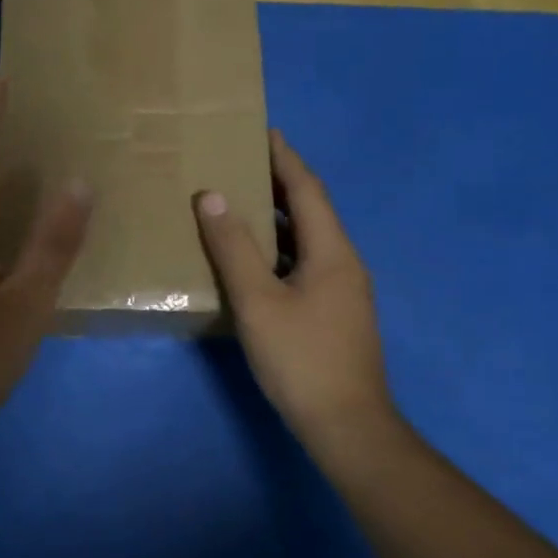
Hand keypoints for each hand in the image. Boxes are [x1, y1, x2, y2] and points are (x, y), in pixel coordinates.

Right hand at [194, 130, 409, 477]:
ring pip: (307, 240)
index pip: (307, 190)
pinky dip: (279, 249)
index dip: (285, 158)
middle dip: (279, 183)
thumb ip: (233, 248)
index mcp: (332, 251)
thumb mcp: (257, 300)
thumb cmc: (301, 358)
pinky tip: (254, 260)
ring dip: (278, 217)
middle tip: (242, 162)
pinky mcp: (335, 313)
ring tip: (241, 203)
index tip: (263, 131)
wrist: (346, 426)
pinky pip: (305, 264)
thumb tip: (211, 196)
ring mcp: (343, 290)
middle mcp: (344, 263)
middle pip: (311, 211)